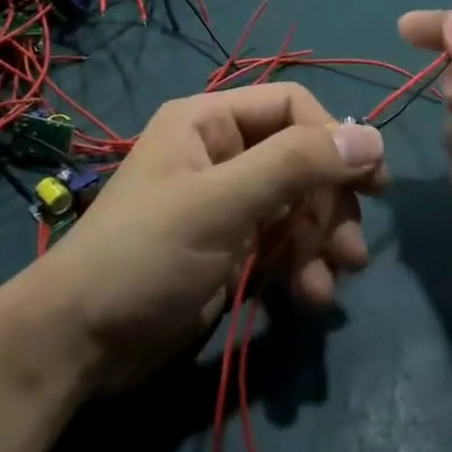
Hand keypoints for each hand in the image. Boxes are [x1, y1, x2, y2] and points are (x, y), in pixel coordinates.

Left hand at [31, 83, 383, 390]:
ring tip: (332, 281)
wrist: (79, 345)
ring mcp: (228, 204)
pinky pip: (285, 243)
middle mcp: (222, 154)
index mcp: (209, 122)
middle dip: (331, 202)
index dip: (333, 137)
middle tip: (351, 248)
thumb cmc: (145, 255)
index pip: (292, 106)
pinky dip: (303, 266)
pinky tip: (310, 297)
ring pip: (300, 204)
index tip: (371, 181)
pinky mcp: (232, 249)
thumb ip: (296, 165)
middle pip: (302, 158)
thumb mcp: (221, 203)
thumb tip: (372, 137)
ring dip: (323, 240)